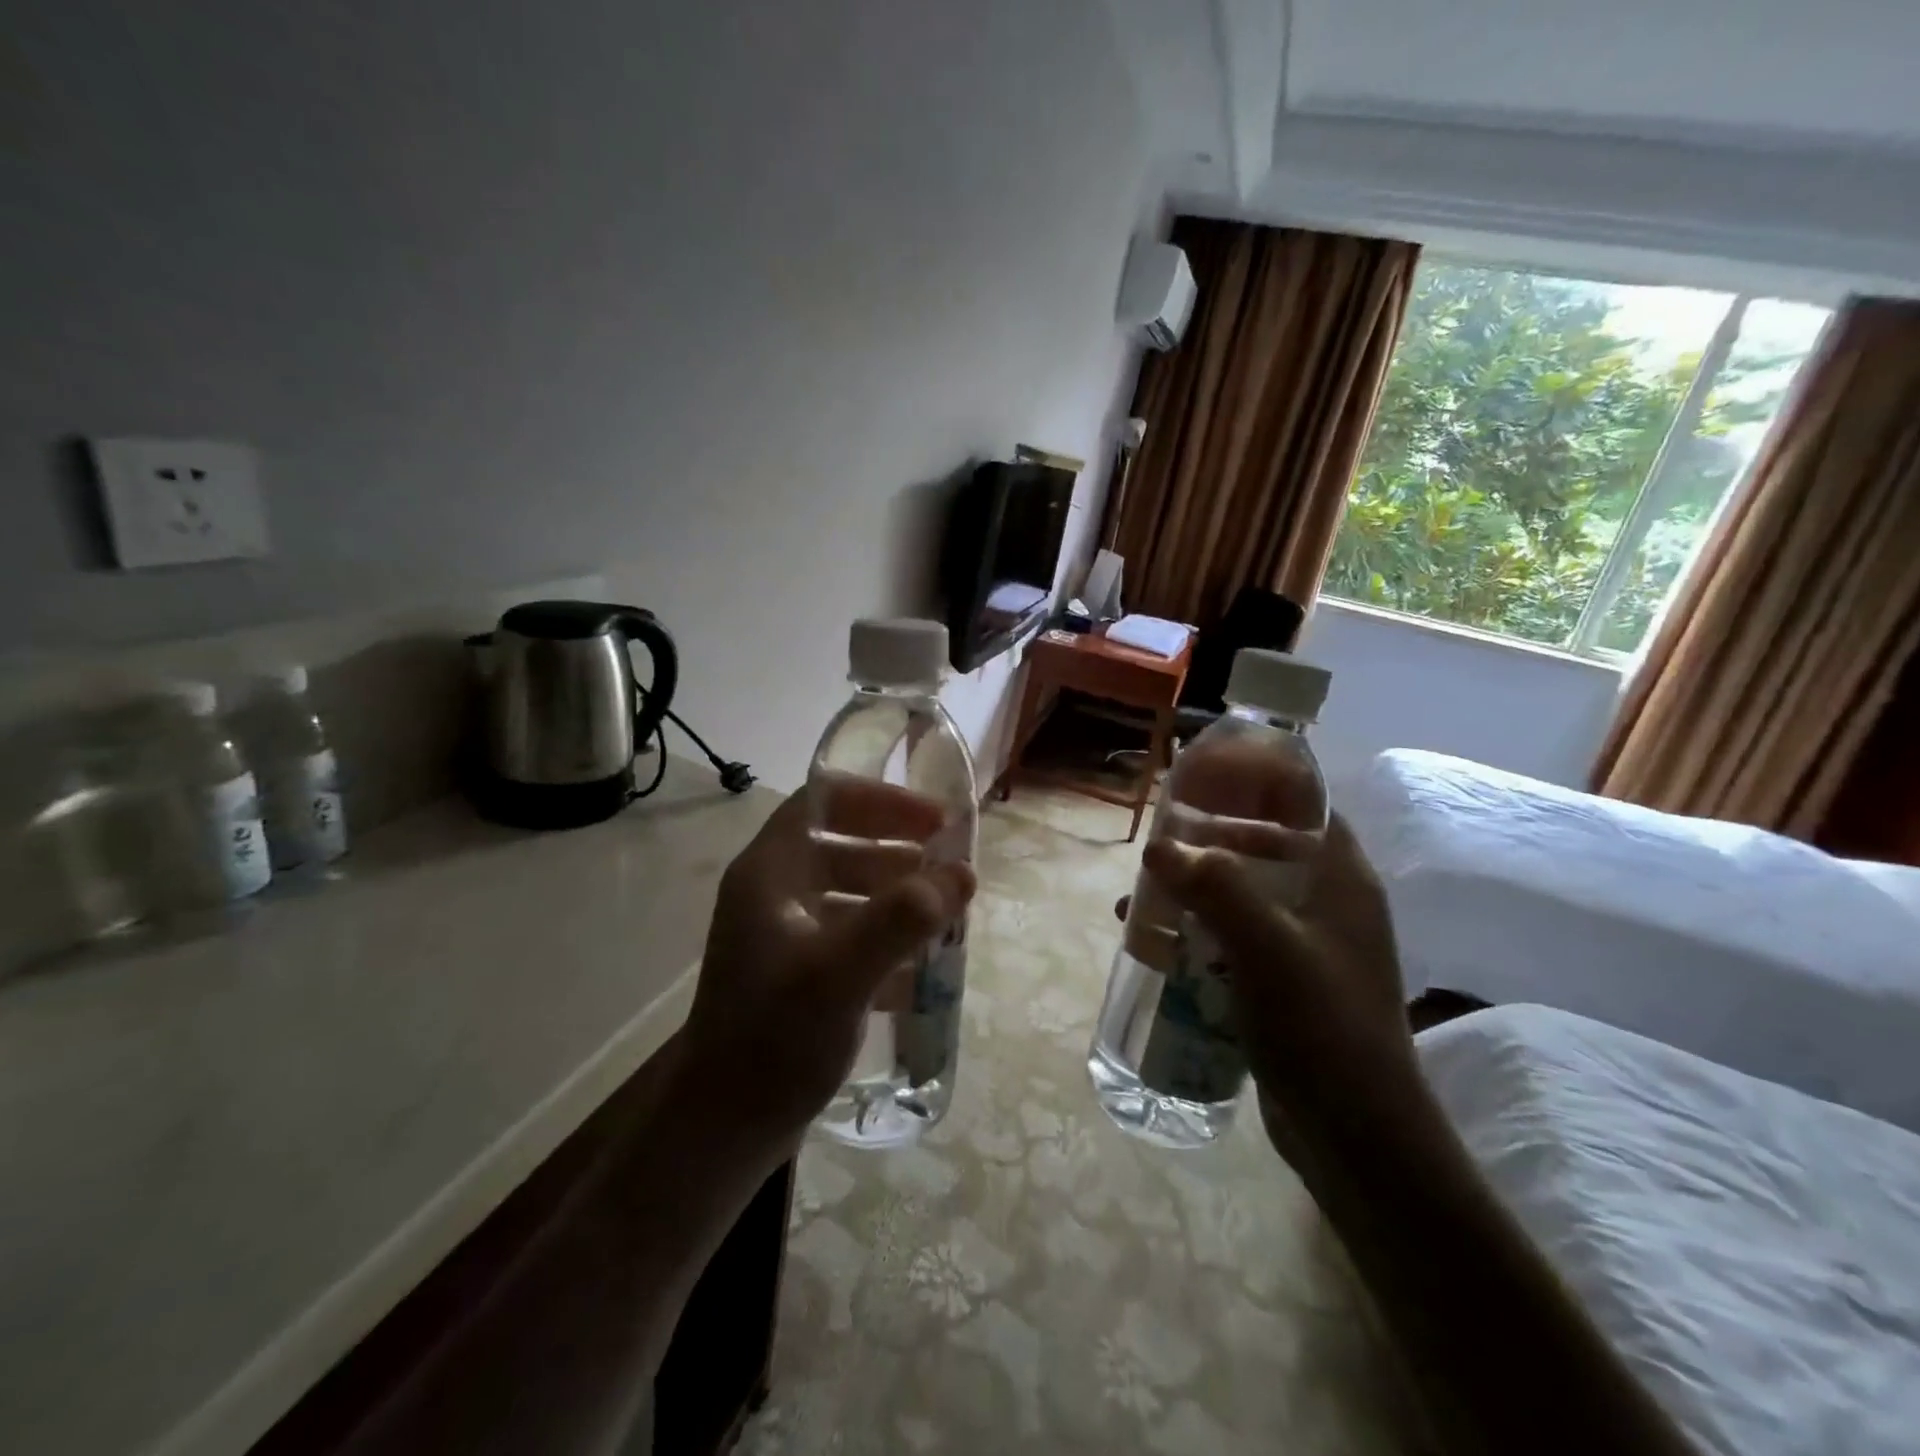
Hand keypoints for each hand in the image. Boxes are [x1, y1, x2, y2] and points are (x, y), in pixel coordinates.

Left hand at [671, 780, 975, 1163]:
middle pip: (840, 842)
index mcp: (769, 873)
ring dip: (896, 892)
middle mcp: (773, 893)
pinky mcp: (798, 970)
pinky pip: (850, 931)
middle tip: (949, 860)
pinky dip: (886, 935)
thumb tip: (962, 872)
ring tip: (945, 910)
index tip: (933, 817)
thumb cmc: (773, 1039)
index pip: (822, 801)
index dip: (879, 799)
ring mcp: (783, 933)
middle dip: (897, 846)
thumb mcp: (841, 973)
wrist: (723, 1129)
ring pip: (848, 889)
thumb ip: (902, 918)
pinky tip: (921, 964)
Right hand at [1140, 814, 1417, 1153]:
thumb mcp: (1266, 945)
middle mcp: (1327, 905)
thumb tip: (1158, 847)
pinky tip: (1155, 948)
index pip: (1306, 808)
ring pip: (1242, 897)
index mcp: (1341, 880)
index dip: (1259, 787)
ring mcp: (1306, 947)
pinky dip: (1196, 935)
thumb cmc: (1321, 1025)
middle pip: (1264, 850)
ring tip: (1140, 901)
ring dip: (1192, 894)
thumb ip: (1214, 886)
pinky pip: (1234, 940)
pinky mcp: (1284, 984)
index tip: (1201, 784)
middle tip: (1157, 847)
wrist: (1356, 1134)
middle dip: (1206, 846)